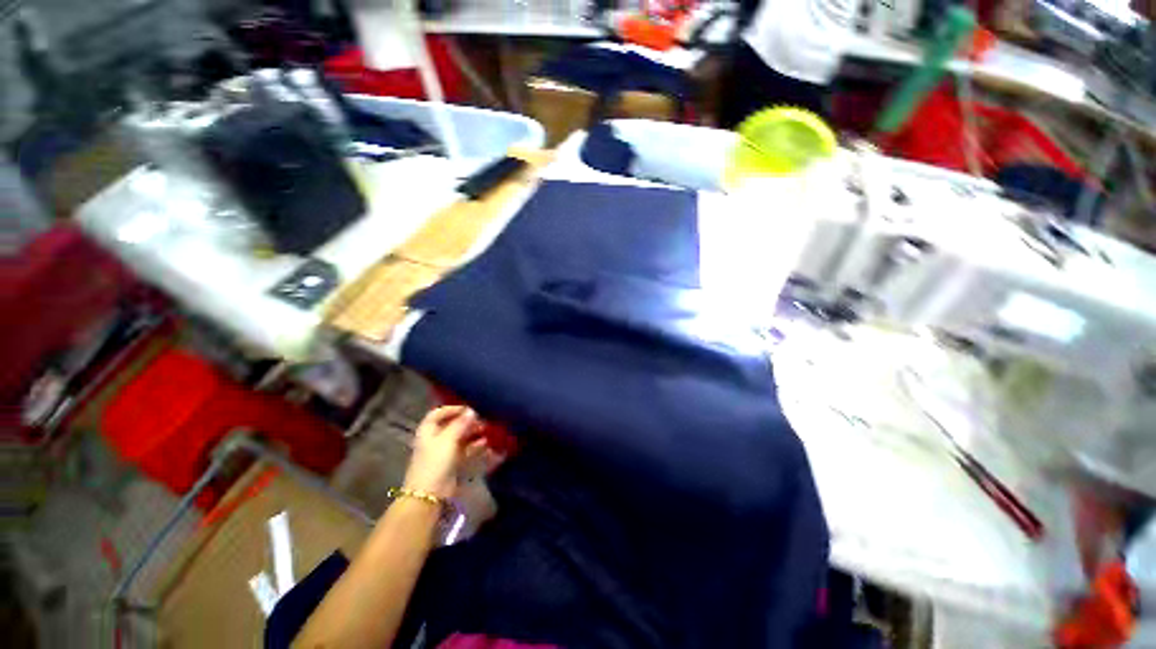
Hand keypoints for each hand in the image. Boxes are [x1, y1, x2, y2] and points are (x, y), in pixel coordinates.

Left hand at [403, 406, 486, 499]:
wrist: (430, 494)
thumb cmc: (435, 462)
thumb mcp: (448, 439)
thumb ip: (460, 424)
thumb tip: (472, 411)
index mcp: (428, 430)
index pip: (439, 413)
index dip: (453, 409)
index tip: (469, 408)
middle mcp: (436, 438)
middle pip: (452, 425)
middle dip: (468, 421)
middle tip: (483, 419)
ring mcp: (445, 451)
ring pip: (462, 437)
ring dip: (474, 433)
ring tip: (488, 430)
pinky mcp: (454, 462)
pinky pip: (467, 450)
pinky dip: (476, 446)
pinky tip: (487, 444)